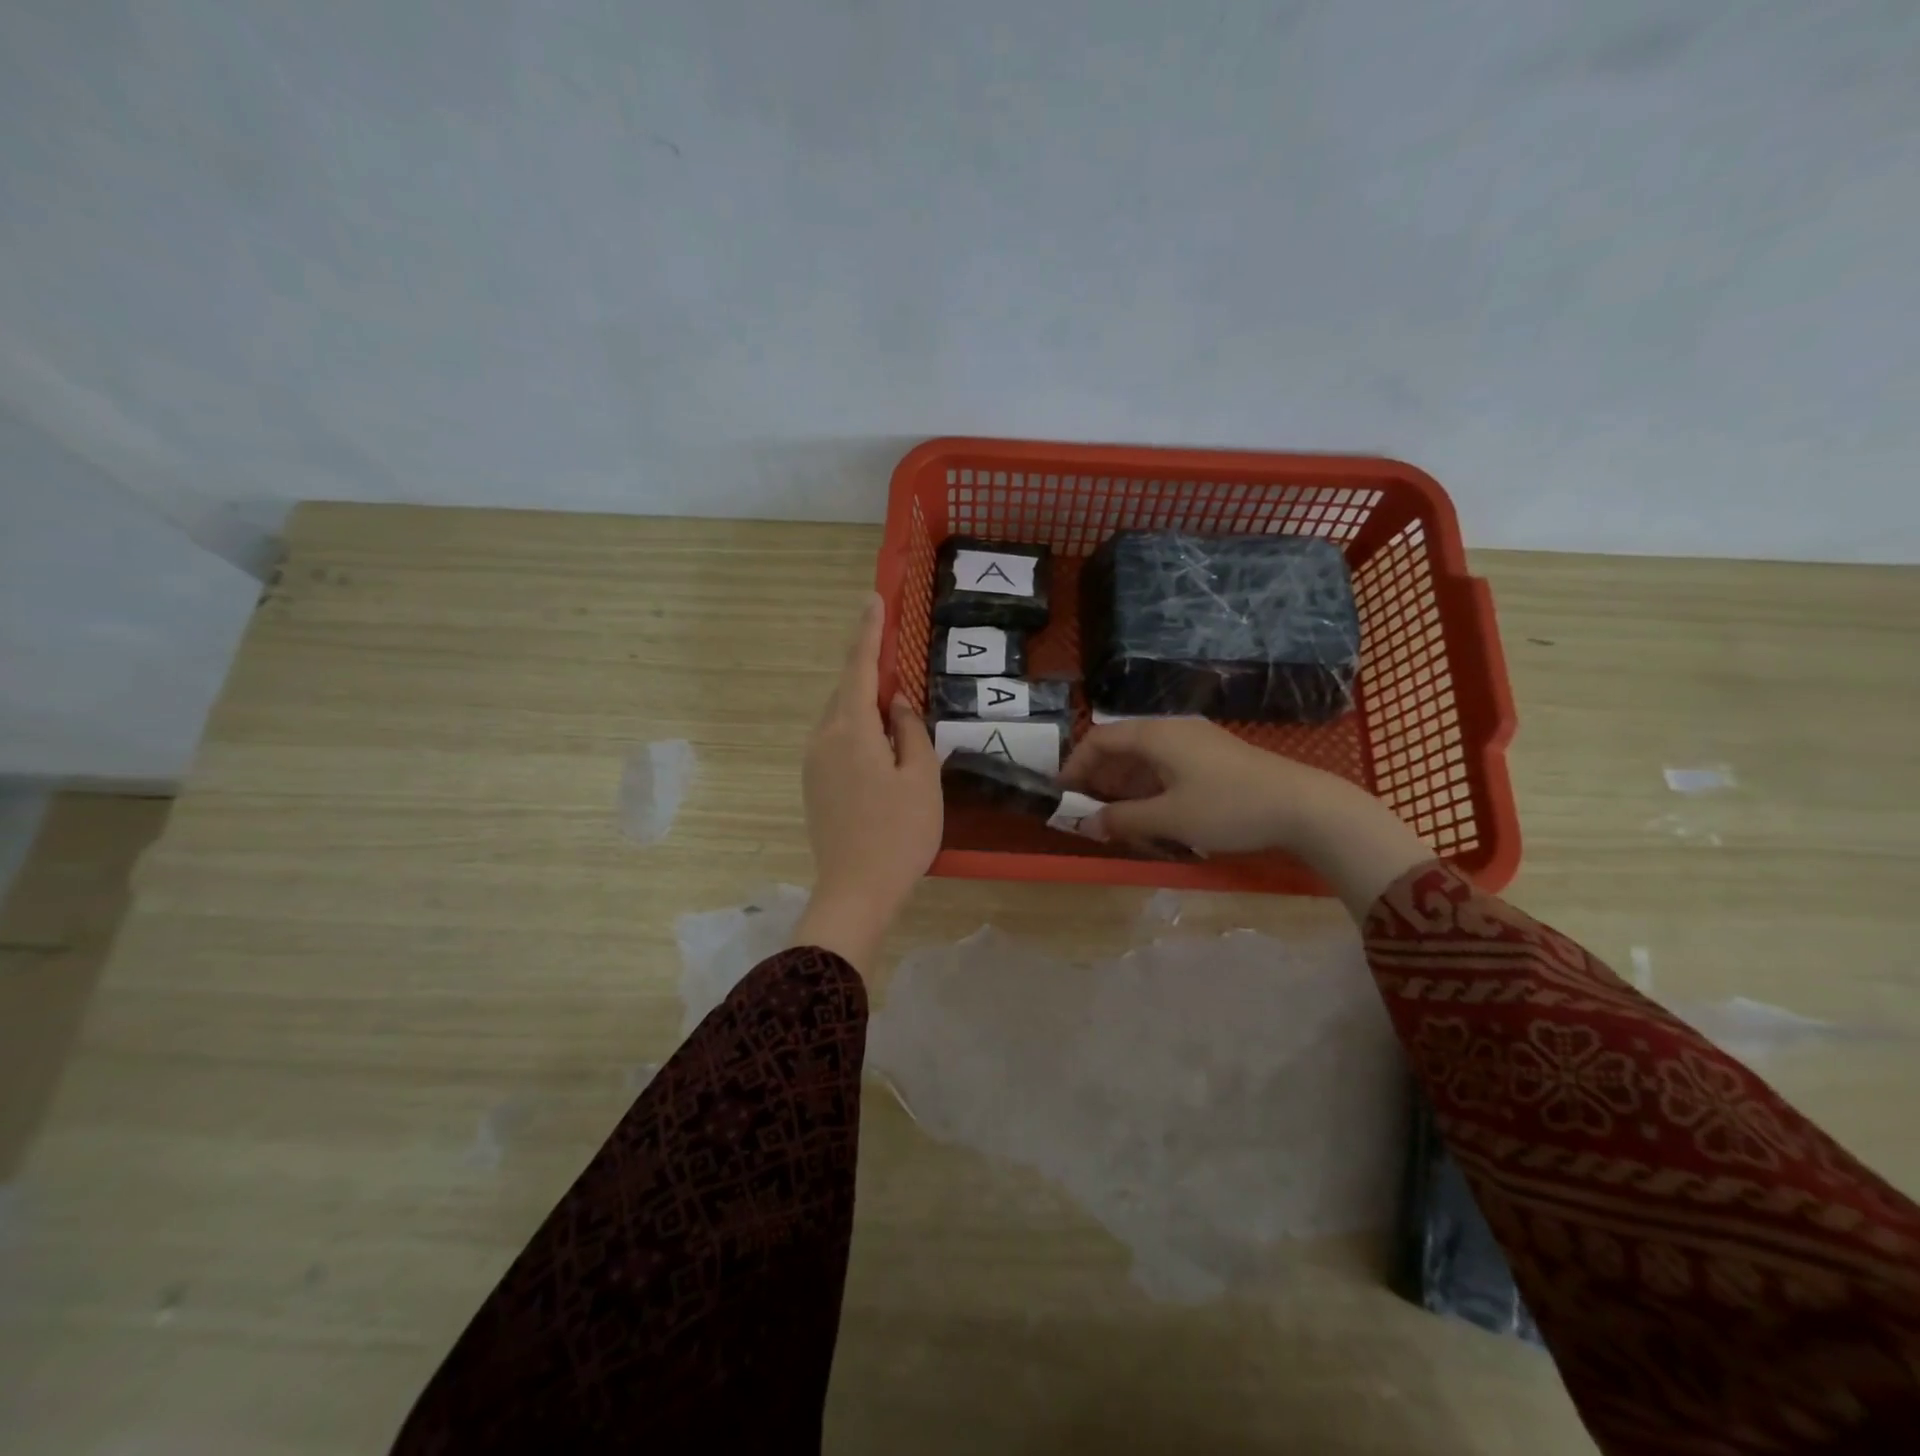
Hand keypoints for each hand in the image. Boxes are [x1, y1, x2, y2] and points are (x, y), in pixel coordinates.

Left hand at [794, 593, 941, 968]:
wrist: (856, 891)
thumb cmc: (899, 833)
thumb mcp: (921, 777)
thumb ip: (910, 730)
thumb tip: (897, 703)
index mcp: (850, 730)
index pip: (858, 668)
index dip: (868, 632)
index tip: (873, 599)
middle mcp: (823, 739)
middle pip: (846, 693)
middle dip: (870, 675)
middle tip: (899, 666)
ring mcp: (813, 764)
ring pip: (841, 719)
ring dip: (866, 708)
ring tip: (898, 715)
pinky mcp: (814, 786)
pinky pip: (837, 742)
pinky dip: (859, 732)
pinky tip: (882, 749)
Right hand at [1059, 718, 1431, 916]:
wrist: (1304, 806)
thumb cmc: (1228, 807)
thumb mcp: (1169, 818)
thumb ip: (1122, 819)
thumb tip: (1087, 824)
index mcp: (1155, 735)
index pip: (1099, 739)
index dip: (1075, 765)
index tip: (1061, 795)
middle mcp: (1172, 730)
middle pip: (1120, 747)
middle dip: (1098, 779)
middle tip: (1085, 811)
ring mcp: (1195, 743)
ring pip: (1144, 759)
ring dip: (1123, 787)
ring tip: (1114, 819)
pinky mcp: (1213, 758)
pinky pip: (1166, 767)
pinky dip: (1148, 788)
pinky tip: (1150, 814)